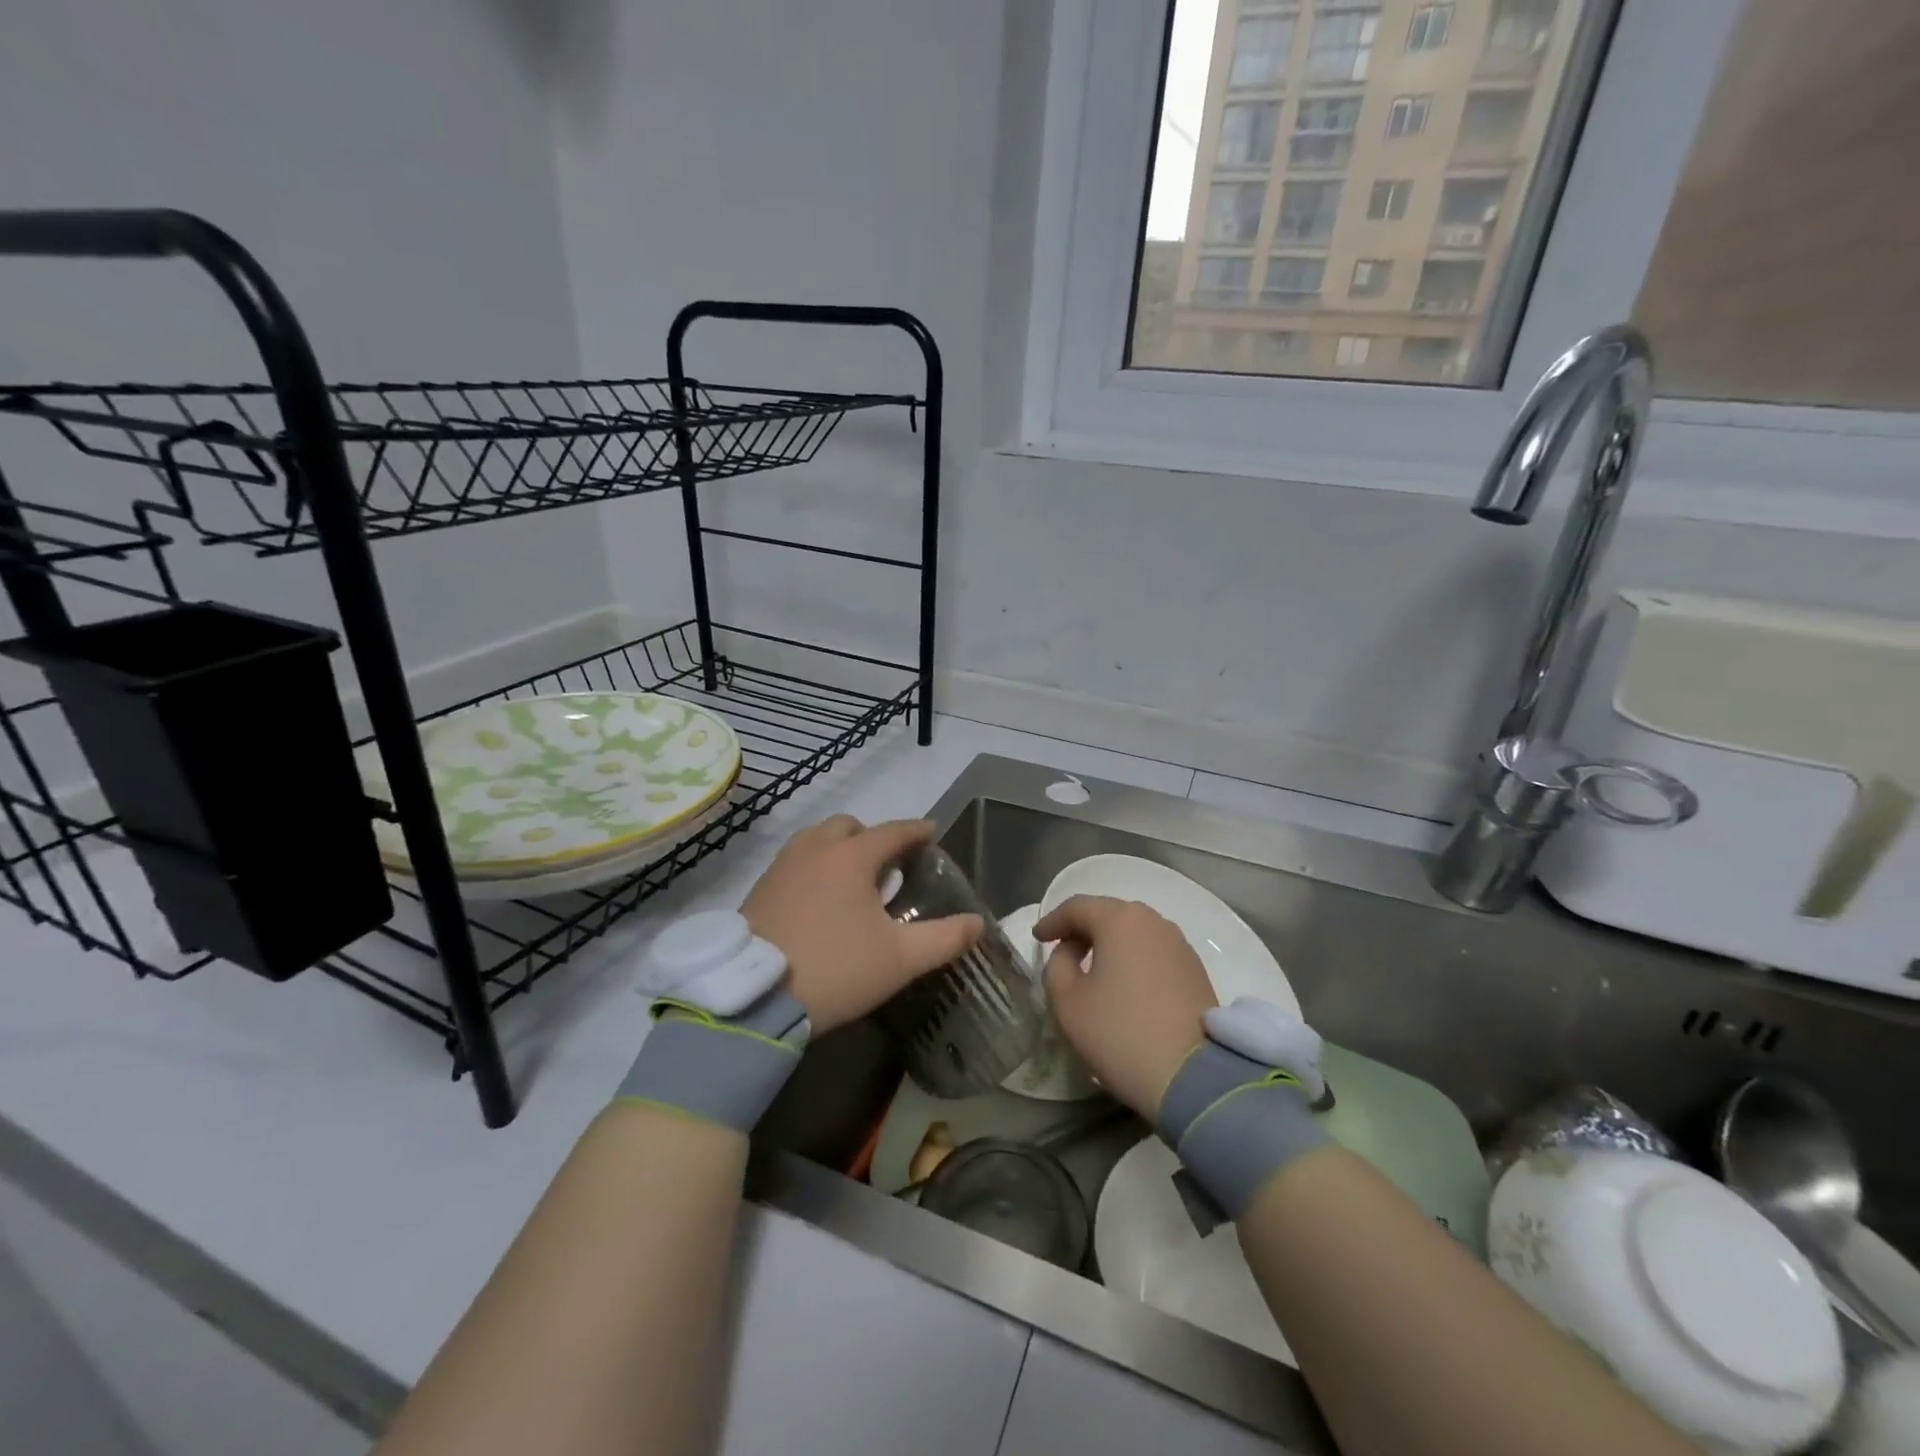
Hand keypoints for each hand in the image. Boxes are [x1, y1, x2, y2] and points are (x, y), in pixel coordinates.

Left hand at [743, 816, 981, 1032]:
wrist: (756, 995)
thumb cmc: (837, 969)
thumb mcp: (901, 959)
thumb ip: (945, 938)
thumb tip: (977, 923)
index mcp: (852, 857)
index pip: (892, 831)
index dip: (916, 831)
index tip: (931, 832)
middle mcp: (815, 850)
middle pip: (849, 827)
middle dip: (872, 836)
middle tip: (887, 863)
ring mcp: (782, 866)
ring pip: (816, 839)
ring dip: (838, 847)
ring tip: (851, 879)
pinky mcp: (759, 888)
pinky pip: (794, 861)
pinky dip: (813, 865)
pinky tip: (817, 898)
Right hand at [1034, 895, 1216, 1118]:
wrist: (1193, 1077)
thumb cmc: (1119, 1033)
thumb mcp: (1067, 1000)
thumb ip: (1057, 965)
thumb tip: (1071, 952)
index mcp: (1119, 920)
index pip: (1077, 907)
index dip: (1052, 921)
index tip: (1037, 938)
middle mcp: (1153, 921)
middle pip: (1108, 913)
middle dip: (1082, 928)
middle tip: (1062, 948)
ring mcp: (1179, 944)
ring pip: (1134, 931)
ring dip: (1109, 942)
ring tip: (1092, 965)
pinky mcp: (1195, 968)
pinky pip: (1153, 950)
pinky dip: (1133, 957)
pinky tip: (1124, 981)